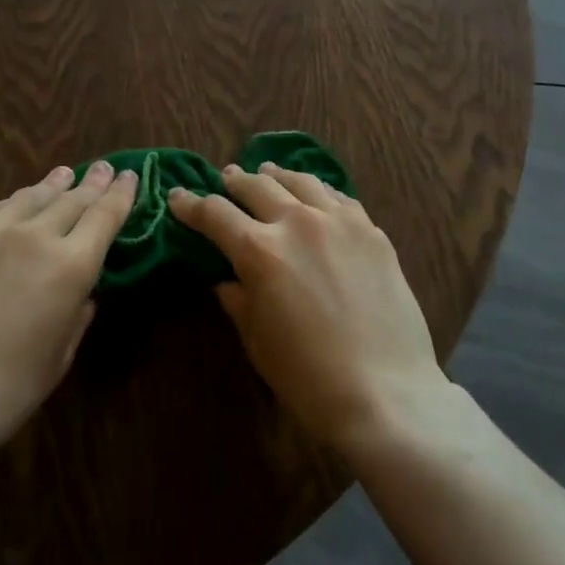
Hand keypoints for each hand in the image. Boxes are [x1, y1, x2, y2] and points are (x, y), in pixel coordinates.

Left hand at [0, 162, 136, 453]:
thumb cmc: (7, 389)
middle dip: (91, 183)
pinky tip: (14, 204)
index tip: (129, 176)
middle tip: (102, 168)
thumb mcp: (61, 356)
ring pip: (30, 196)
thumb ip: (77, 314)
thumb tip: (81, 293)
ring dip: (52, 185)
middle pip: (71, 199)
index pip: (105, 216)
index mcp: (71, 265)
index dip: (120, 194)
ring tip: (63, 175)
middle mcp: (34, 235)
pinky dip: (12, 204)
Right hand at [169, 163, 447, 451]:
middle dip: (234, 181)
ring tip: (268, 171)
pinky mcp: (371, 231)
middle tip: (225, 179)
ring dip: (277, 175)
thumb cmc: (308, 377)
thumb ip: (237, 298)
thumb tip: (227, 278)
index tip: (177, 197)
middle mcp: (297, 222)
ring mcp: (339, 222)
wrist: (387, 393)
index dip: (190, 204)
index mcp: (259, 250)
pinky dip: (318, 190)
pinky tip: (316, 194)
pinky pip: (339, 197)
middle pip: (256, 186)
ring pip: (300, 181)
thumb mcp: (257, 340)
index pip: (214, 213)